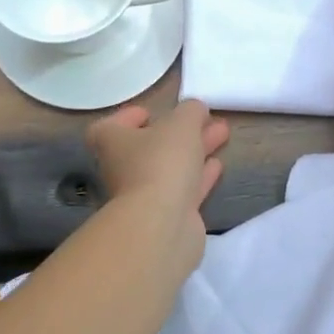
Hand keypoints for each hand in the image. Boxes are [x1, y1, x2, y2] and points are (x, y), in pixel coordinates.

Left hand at [87, 100, 229, 262]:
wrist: (161, 223)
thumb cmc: (162, 162)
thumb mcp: (181, 123)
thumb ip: (190, 111)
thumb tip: (195, 109)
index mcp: (112, 142)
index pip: (112, 126)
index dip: (130, 117)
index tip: (152, 112)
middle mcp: (122, 169)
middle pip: (150, 146)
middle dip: (180, 131)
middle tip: (206, 118)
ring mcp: (143, 196)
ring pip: (171, 167)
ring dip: (195, 150)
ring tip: (222, 134)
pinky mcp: (166, 216)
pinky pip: (184, 189)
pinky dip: (200, 176)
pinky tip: (217, 165)